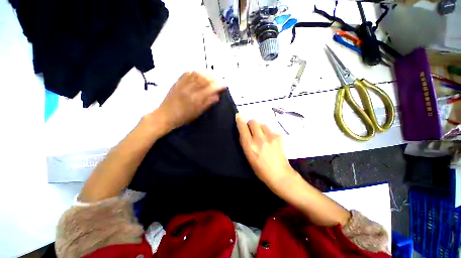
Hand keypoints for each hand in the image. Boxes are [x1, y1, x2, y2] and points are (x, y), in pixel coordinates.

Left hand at [155, 72, 225, 131]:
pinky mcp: (177, 82)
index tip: (224, 86)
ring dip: (206, 74)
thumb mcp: (197, 113)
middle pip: (205, 78)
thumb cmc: (183, 117)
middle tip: (218, 81)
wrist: (165, 116)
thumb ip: (207, 103)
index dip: (219, 85)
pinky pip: (187, 73)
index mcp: (196, 99)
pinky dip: (195, 72)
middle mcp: (190, 89)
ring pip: (197, 73)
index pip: (211, 88)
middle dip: (214, 78)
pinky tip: (199, 74)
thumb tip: (217, 96)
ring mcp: (183, 84)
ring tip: (211, 77)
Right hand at [235, 114, 296, 190]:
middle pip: (253, 121)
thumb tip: (243, 132)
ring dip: (260, 128)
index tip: (238, 116)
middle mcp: (259, 139)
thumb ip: (245, 142)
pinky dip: (268, 132)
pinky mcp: (278, 137)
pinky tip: (270, 140)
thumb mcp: (248, 156)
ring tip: (262, 136)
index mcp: (250, 145)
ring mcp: (270, 137)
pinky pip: (270, 129)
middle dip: (251, 123)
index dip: (239, 120)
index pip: (243, 128)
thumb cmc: (260, 169)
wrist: (279, 174)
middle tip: (252, 129)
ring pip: (262, 124)